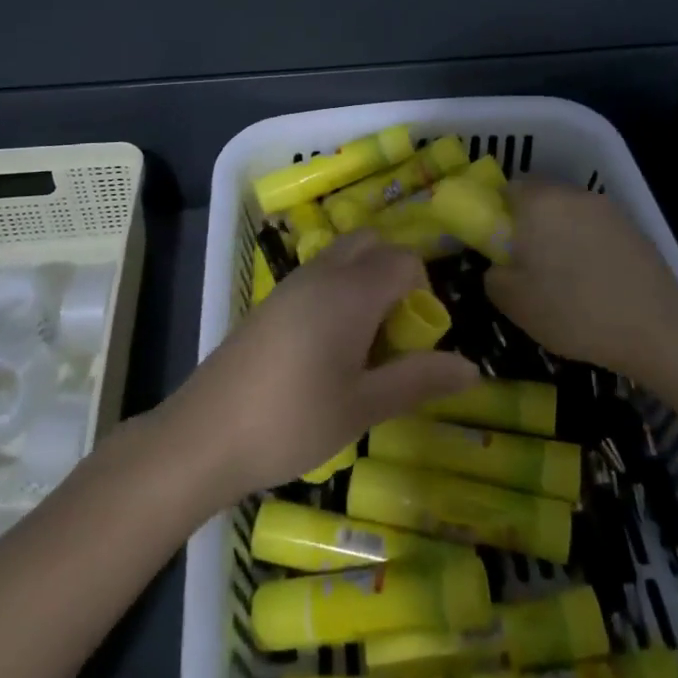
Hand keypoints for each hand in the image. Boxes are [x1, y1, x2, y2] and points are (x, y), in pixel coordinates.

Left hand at [164, 231, 478, 499]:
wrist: (204, 434)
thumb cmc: (293, 420)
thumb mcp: (364, 406)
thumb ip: (418, 380)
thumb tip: (472, 366)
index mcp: (352, 291)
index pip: (406, 261)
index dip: (423, 293)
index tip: (417, 341)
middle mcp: (324, 273)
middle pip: (374, 244)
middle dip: (396, 275)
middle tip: (394, 332)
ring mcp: (293, 282)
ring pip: (344, 255)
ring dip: (366, 281)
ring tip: (364, 343)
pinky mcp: (273, 299)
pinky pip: (320, 274)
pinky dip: (339, 290)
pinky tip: (328, 348)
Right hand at [485, 182, 677, 379]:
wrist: (655, 329)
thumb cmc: (573, 312)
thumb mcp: (514, 303)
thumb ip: (494, 275)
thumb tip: (499, 264)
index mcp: (538, 204)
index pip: (507, 189)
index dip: (499, 215)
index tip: (501, 245)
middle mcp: (571, 195)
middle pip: (541, 197)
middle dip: (531, 222)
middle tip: (529, 261)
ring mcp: (606, 208)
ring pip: (570, 211)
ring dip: (561, 231)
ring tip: (564, 272)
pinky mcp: (632, 226)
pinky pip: (596, 227)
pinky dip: (588, 243)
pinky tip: (594, 277)